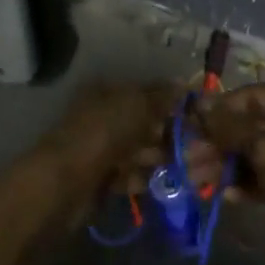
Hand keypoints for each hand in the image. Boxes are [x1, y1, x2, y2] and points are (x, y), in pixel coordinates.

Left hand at [41, 82, 182, 201]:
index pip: (145, 92)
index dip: (170, 102)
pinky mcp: (101, 178)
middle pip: (143, 123)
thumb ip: (161, 95)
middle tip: (196, 146)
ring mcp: (101, 149)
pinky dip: (143, 178)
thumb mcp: (136, 105)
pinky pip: (129, 174)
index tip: (196, 115)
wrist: (68, 182)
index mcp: (106, 92)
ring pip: (139, 150)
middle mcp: (103, 116)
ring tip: (183, 166)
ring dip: (159, 158)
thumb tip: (182, 82)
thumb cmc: (103, 133)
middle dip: (168, 134)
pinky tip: (161, 181)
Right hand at [196, 85, 264, 264]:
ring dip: (225, 164)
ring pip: (254, 151)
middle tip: (188, 157)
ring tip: (195, 179)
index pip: (254, 96)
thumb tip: (200, 105)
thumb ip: (233, 128)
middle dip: (219, 141)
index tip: (192, 122)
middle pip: (252, 125)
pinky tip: (222, 195)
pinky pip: (263, 174)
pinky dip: (243, 182)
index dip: (222, 107)